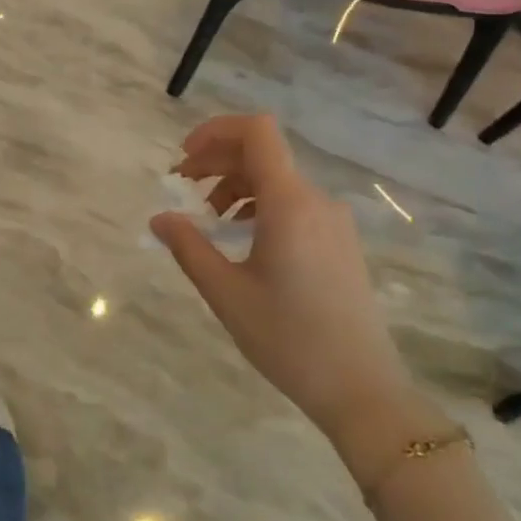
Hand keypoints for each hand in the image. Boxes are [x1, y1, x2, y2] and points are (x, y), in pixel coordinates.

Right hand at [150, 115, 413, 450]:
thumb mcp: (226, 293)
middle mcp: (316, 200)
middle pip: (262, 153)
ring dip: (237, 185)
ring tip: (210, 220)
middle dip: (217, 161)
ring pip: (278, 179)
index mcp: (289, 203)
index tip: (184, 157)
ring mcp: (333, 221)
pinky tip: (243, 238)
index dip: (216, 131)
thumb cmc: (288, 338)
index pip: (256, 132)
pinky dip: (260, 205)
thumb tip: (159, 218)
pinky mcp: (340, 242)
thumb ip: (189, 247)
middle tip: (182, 187)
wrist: (362, 389)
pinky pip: (295, 203)